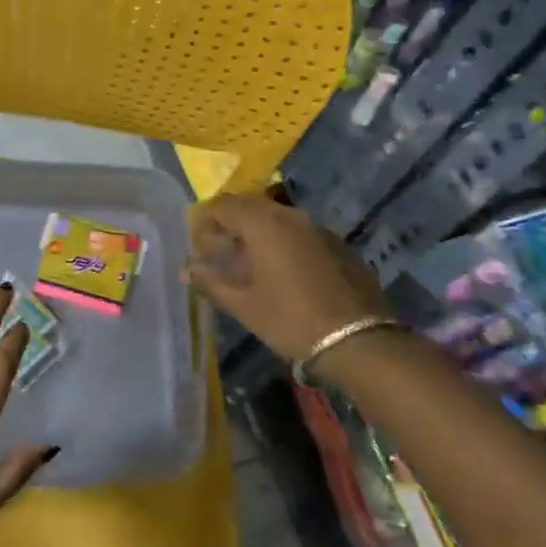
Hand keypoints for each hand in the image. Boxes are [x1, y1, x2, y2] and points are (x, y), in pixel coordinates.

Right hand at [185, 195, 391, 364]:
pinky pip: (298, 232)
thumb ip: (211, 282)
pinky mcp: (336, 244)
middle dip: (229, 225)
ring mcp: (317, 228)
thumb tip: (187, 270)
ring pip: (276, 218)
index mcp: (263, 224)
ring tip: (245, 263)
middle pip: (250, 207)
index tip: (196, 244)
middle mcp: (290, 216)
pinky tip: (279, 271)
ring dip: (255, 233)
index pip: (223, 205)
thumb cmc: (290, 319)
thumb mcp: (244, 305)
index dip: (204, 221)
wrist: (358, 340)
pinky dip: (280, 242)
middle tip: (217, 252)